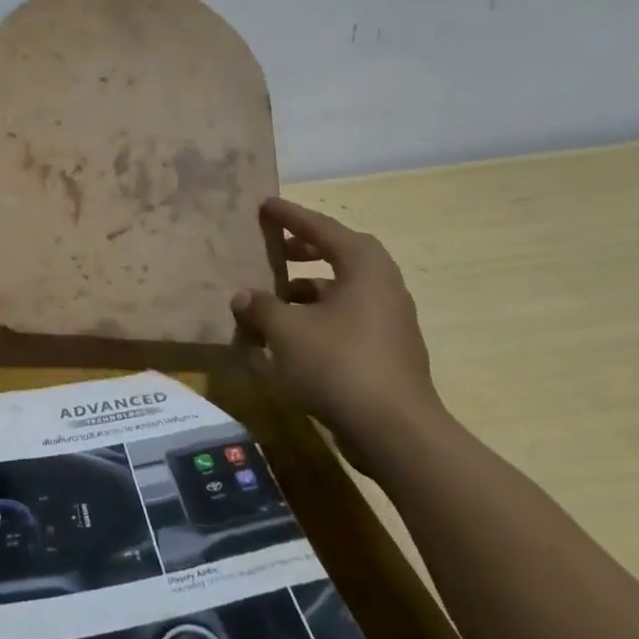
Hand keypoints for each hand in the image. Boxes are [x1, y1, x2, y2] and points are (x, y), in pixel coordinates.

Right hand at [230, 196, 445, 475]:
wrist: (395, 432)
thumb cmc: (339, 365)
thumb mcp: (286, 331)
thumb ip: (261, 307)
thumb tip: (243, 297)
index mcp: (365, 268)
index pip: (323, 229)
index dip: (292, 216)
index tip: (266, 205)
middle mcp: (383, 287)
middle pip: (342, 255)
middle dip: (306, 249)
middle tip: (275, 248)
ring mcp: (390, 322)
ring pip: (344, 290)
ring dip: (310, 288)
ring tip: (275, 297)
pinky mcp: (387, 353)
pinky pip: (347, 319)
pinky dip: (319, 317)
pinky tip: (291, 336)